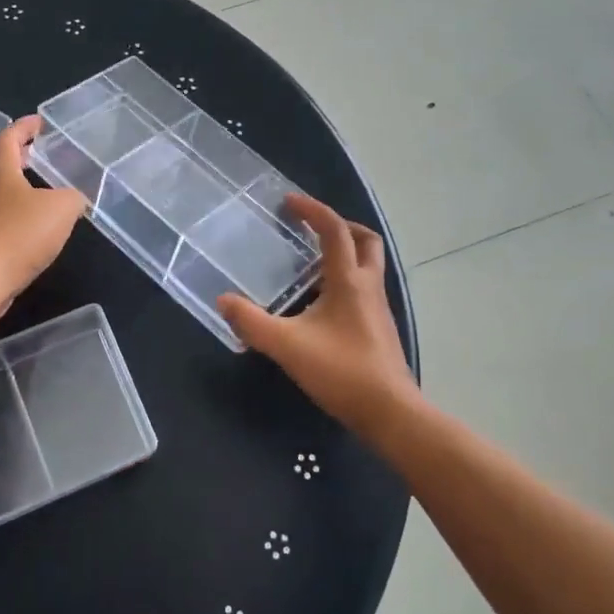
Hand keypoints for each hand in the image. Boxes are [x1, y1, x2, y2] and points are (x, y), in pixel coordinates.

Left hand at [0, 116, 86, 312]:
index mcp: (1, 173)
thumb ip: (73, 197)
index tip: (39, 122)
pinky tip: (35, 229)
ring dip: (20, 189)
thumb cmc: (19, 234)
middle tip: (42, 153)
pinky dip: (18, 217)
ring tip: (44, 193)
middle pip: (1, 166)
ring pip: (0, 195)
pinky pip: (1, 221)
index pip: (8, 138)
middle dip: (21, 157)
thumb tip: (76, 199)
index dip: (23, 127)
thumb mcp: (61, 209)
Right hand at [216, 193, 416, 437]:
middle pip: (365, 240)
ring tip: (312, 262)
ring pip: (368, 265)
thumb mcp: (287, 346)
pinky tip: (322, 303)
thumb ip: (251, 323)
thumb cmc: (341, 371)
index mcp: (349, 281)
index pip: (334, 231)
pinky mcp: (379, 328)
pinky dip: (345, 280)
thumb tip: (224, 301)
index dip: (313, 210)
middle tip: (312, 227)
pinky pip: (364, 289)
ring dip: (345, 253)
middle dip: (340, 226)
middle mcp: (368, 287)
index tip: (289, 202)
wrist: (389, 411)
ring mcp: (378, 308)